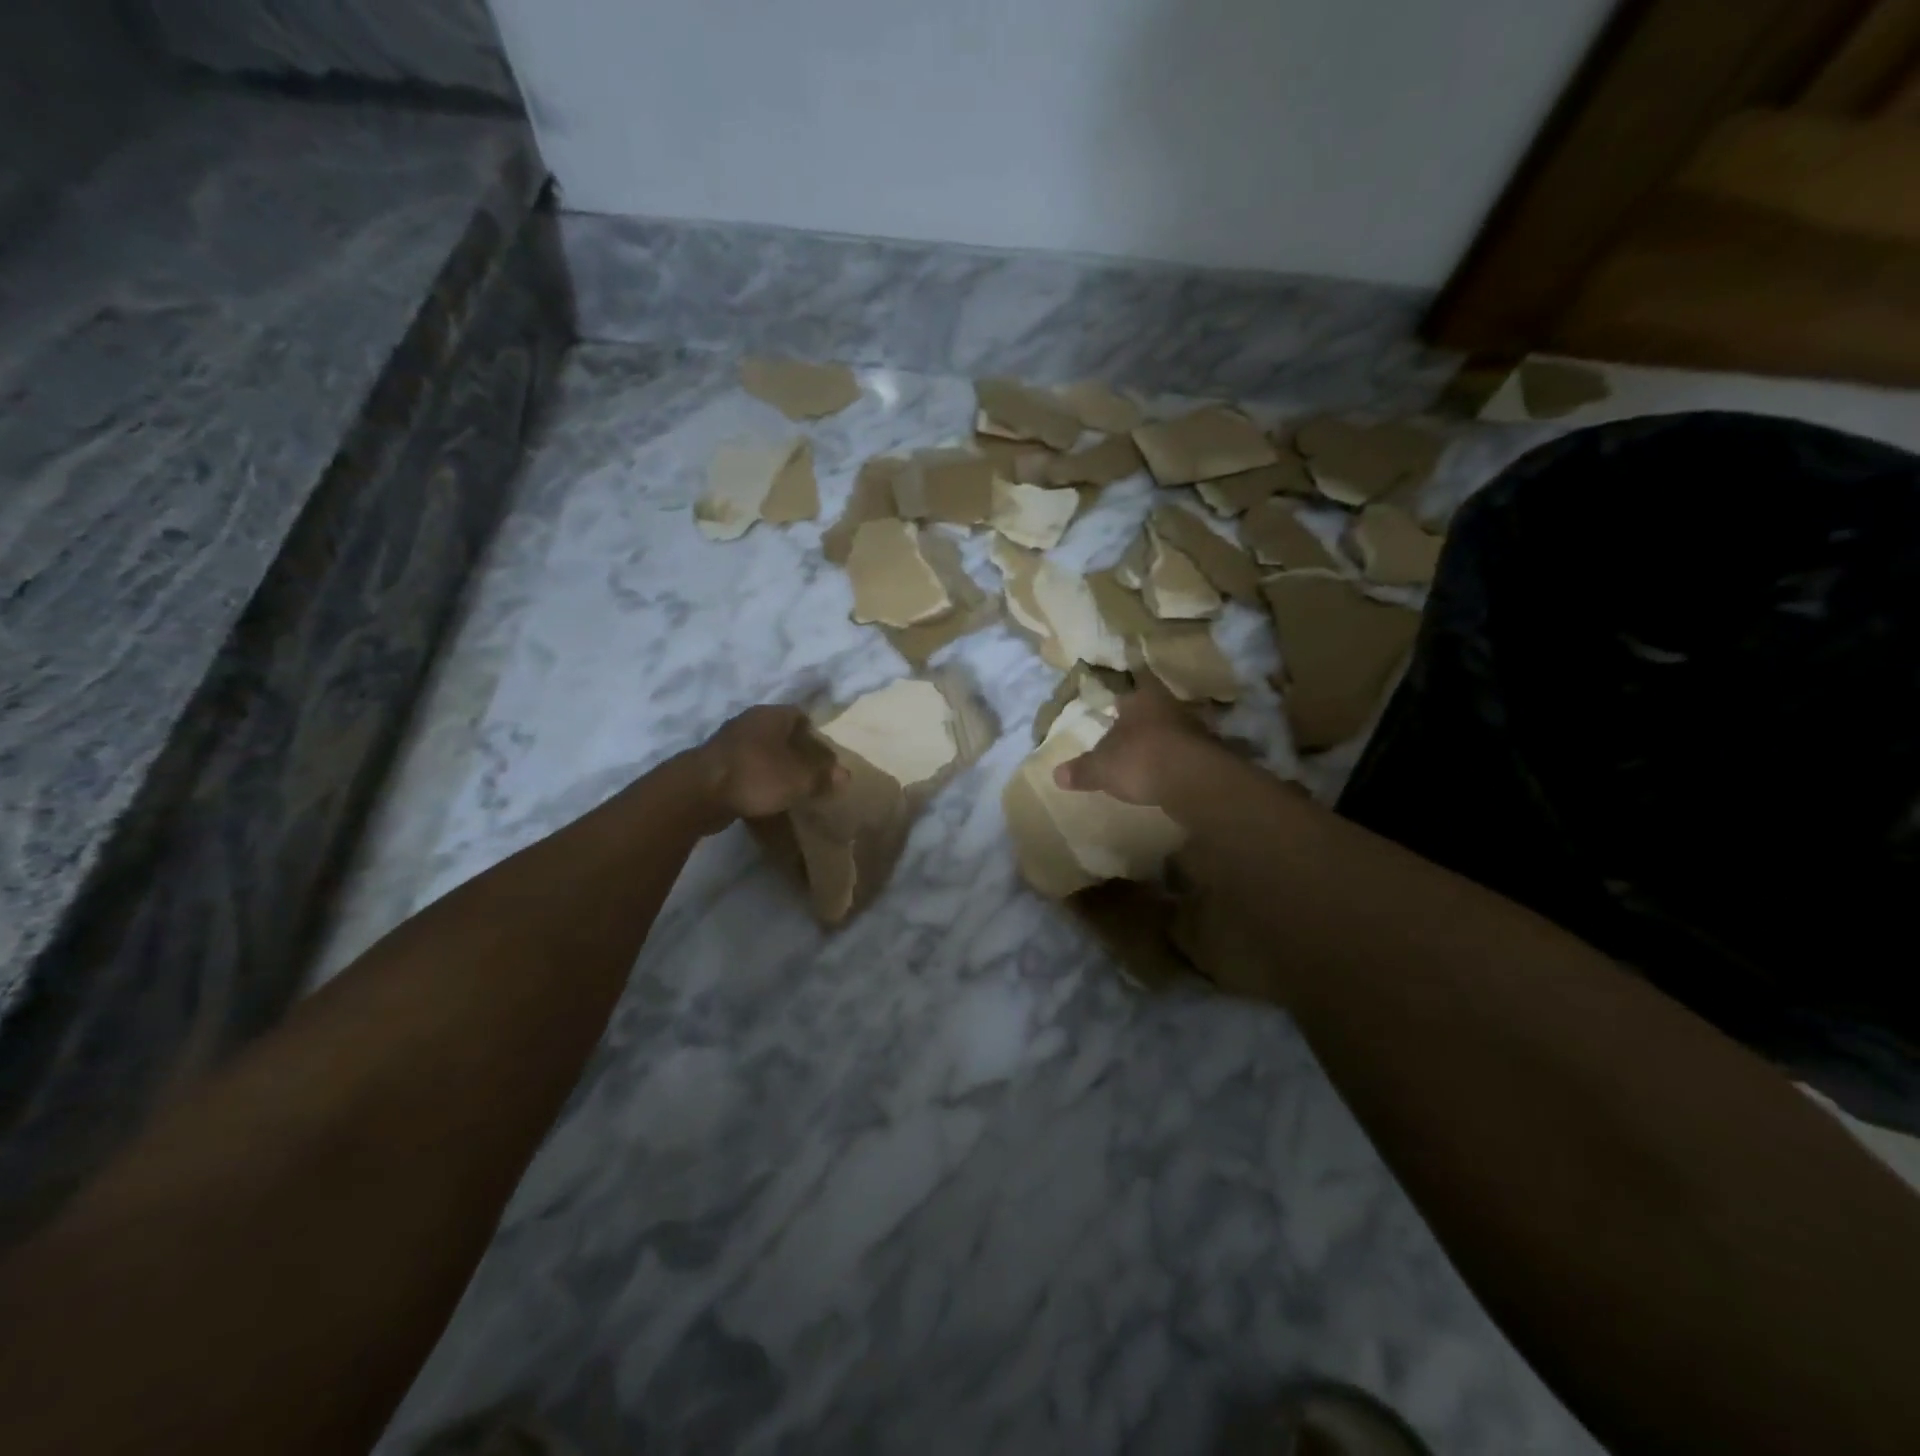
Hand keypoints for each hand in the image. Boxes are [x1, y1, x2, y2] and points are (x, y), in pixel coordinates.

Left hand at [694, 705, 846, 828]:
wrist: (698, 793)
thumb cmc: (757, 775)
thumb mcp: (800, 779)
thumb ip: (824, 776)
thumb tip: (845, 775)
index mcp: (772, 715)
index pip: (801, 716)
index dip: (816, 736)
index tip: (825, 758)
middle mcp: (750, 721)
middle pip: (781, 734)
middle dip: (796, 752)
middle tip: (811, 775)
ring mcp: (728, 742)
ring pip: (762, 751)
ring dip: (775, 767)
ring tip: (789, 789)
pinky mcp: (714, 765)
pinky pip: (745, 768)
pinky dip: (756, 780)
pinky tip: (764, 798)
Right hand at [1053, 674, 1220, 806]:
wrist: (1194, 781)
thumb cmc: (1140, 760)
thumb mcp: (1101, 768)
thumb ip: (1081, 770)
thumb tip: (1056, 774)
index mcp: (1140, 699)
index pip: (1125, 693)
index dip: (1116, 703)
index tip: (1110, 712)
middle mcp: (1168, 706)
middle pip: (1149, 712)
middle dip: (1137, 724)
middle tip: (1123, 738)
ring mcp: (1192, 728)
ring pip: (1167, 731)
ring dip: (1157, 743)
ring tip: (1142, 759)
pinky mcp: (1207, 753)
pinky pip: (1182, 753)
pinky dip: (1172, 762)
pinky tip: (1162, 776)